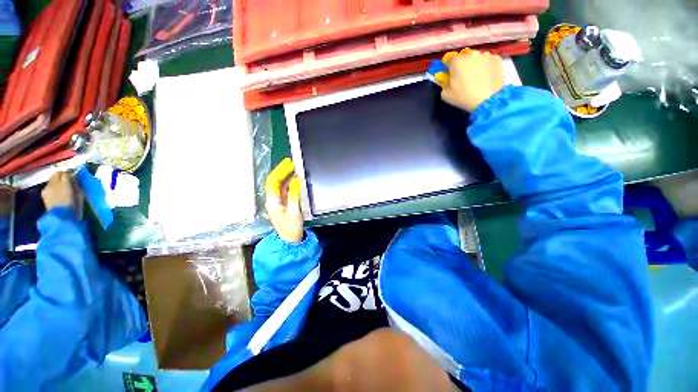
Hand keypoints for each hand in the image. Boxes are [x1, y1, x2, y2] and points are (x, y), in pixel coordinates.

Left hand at [41, 172, 79, 211]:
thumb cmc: (74, 207)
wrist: (61, 218)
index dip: (68, 174)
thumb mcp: (79, 195)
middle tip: (66, 181)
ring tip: (61, 189)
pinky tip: (55, 194)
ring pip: (51, 180)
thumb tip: (73, 180)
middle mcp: (54, 183)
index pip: (65, 174)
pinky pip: (48, 186)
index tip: (72, 177)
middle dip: (60, 176)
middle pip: (56, 174)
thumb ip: (75, 185)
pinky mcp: (43, 193)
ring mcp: (47, 188)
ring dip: (56, 182)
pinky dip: (52, 188)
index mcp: (65, 184)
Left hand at [265, 158, 303, 242]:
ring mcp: (278, 201)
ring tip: (295, 169)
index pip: (273, 181)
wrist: (290, 240)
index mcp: (273, 201)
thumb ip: (294, 194)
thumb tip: (296, 180)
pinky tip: (296, 180)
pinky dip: (290, 184)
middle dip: (282, 171)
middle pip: (275, 182)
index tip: (288, 163)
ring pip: (280, 185)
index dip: (280, 171)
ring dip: (287, 177)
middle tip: (292, 163)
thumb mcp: (294, 210)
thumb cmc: (291, 227)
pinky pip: (285, 190)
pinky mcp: (283, 204)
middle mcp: (273, 199)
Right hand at [441, 49, 504, 112]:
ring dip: (474, 63)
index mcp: (456, 61)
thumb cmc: (463, 97)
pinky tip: (485, 76)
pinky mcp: (496, 58)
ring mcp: (485, 54)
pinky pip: (487, 60)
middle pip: (463, 56)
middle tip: (463, 76)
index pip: (447, 58)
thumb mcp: (445, 94)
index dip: (447, 66)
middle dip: (461, 64)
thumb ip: (443, 83)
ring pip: (476, 57)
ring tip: (476, 76)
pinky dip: (485, 65)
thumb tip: (445, 78)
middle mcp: (470, 54)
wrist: (488, 99)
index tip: (449, 73)